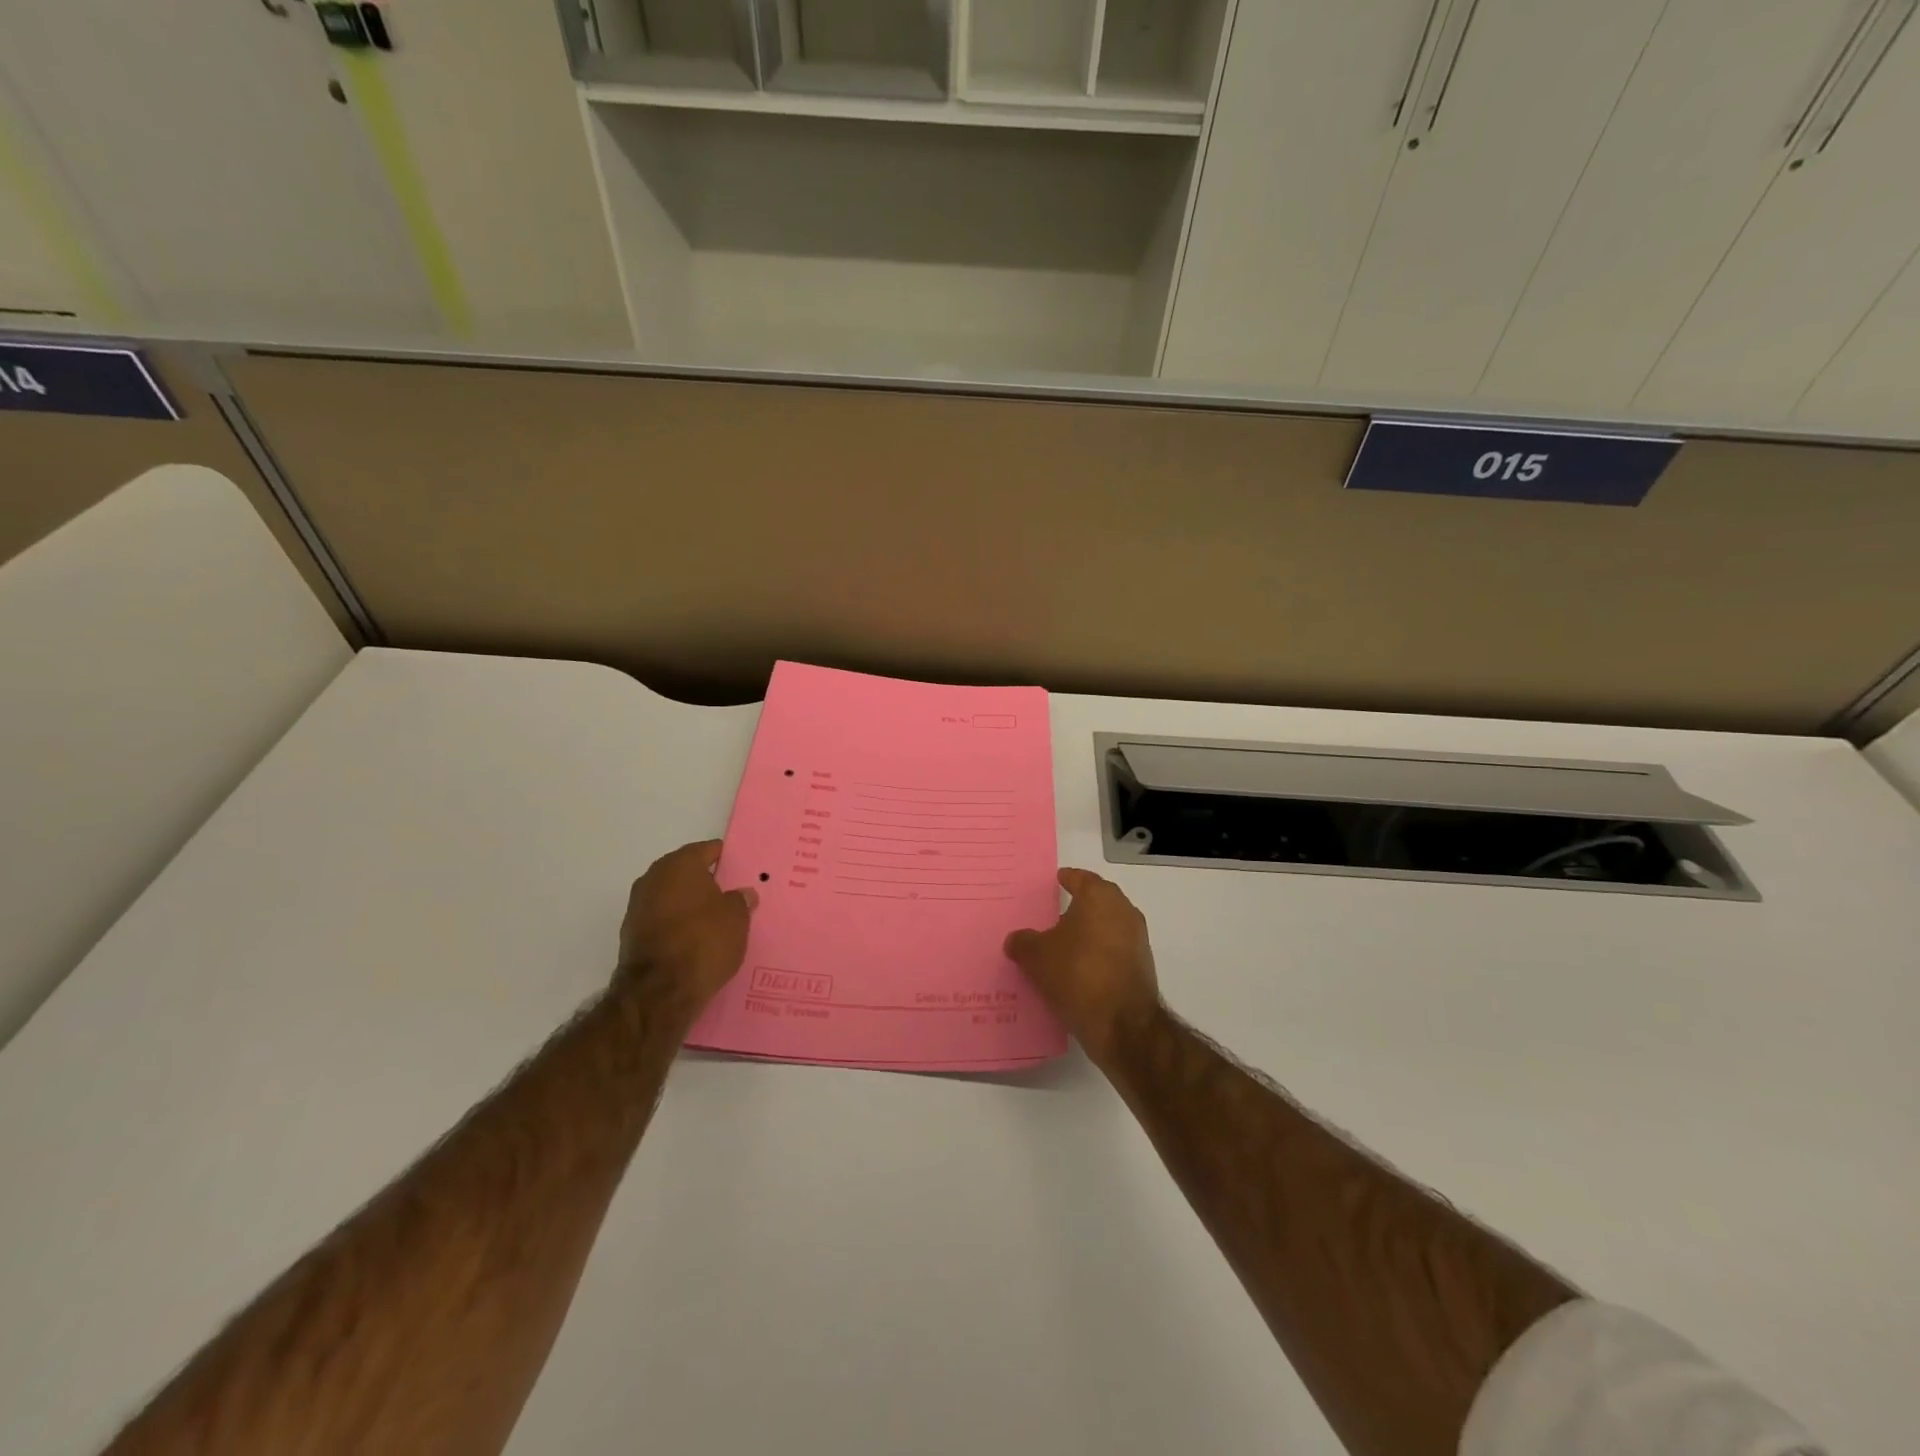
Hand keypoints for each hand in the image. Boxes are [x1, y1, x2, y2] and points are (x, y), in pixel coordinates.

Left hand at [616, 840, 756, 1016]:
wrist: (658, 992)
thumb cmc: (704, 941)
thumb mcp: (737, 919)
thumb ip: (740, 900)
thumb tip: (742, 894)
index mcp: (679, 864)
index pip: (706, 850)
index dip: (724, 858)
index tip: (739, 869)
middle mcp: (653, 878)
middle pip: (685, 873)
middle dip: (705, 882)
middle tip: (729, 895)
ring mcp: (638, 907)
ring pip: (671, 897)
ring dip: (689, 905)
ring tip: (714, 920)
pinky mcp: (631, 935)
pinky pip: (662, 920)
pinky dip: (677, 925)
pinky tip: (695, 939)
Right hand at [1005, 868, 1162, 1066]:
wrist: (1123, 1025)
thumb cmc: (1078, 974)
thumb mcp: (1036, 957)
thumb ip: (1023, 942)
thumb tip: (1016, 940)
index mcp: (1100, 897)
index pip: (1081, 878)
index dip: (1066, 879)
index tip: (1055, 882)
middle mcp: (1124, 911)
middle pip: (1097, 901)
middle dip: (1077, 907)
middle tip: (1053, 915)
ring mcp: (1137, 940)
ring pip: (1107, 927)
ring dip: (1089, 933)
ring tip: (1062, 946)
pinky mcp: (1141, 967)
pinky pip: (1114, 952)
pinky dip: (1098, 955)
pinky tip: (1078, 970)